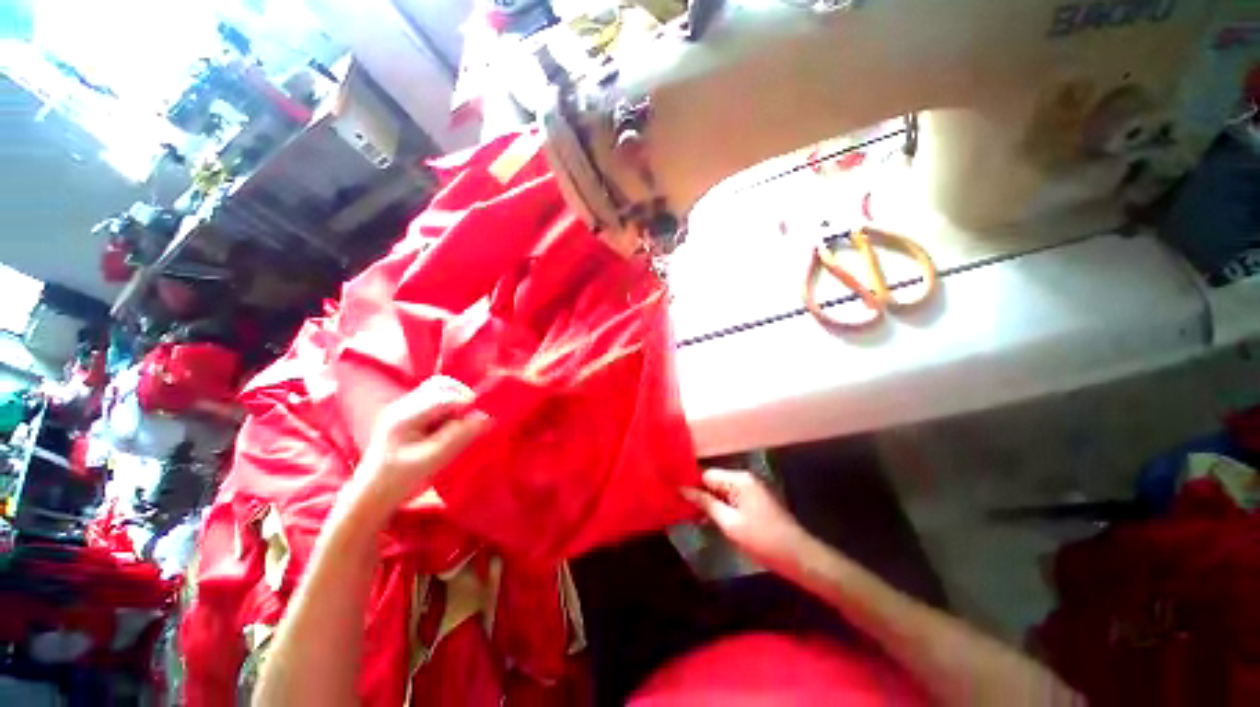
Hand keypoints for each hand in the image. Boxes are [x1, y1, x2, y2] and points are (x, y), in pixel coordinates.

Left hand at [347, 376, 490, 519]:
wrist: (370, 496)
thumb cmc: (398, 481)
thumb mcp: (431, 461)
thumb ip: (459, 437)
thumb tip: (487, 418)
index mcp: (405, 416)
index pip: (444, 396)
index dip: (467, 403)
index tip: (484, 417)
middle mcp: (403, 406)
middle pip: (440, 385)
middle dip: (462, 397)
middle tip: (473, 418)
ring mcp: (404, 409)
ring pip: (439, 390)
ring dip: (456, 401)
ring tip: (462, 422)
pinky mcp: (408, 415)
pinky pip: (435, 400)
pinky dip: (450, 407)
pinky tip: (451, 425)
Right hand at [682, 468, 810, 573]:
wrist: (799, 557)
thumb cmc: (763, 540)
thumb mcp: (730, 523)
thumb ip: (705, 503)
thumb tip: (683, 489)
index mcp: (739, 480)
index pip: (707, 474)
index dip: (691, 485)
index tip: (676, 496)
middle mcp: (745, 478)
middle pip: (714, 480)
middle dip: (700, 494)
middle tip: (682, 509)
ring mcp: (752, 489)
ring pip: (722, 490)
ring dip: (710, 502)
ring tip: (694, 517)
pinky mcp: (756, 500)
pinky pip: (731, 497)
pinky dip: (721, 506)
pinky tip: (712, 520)